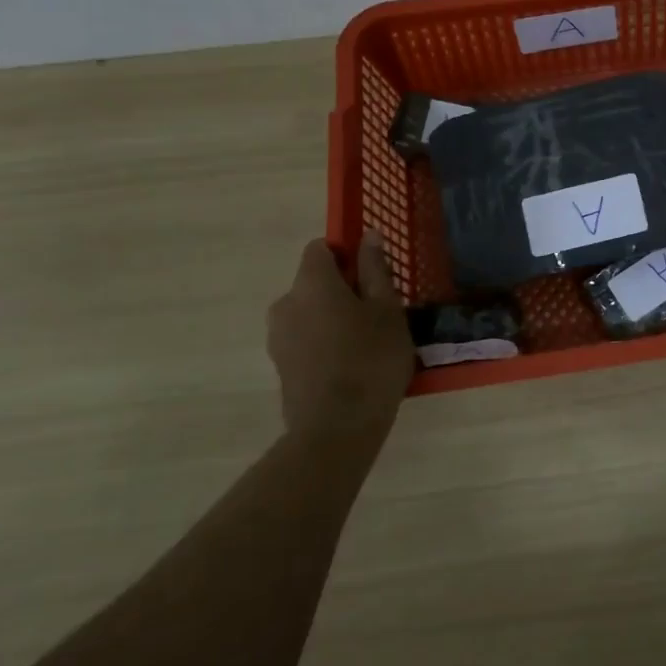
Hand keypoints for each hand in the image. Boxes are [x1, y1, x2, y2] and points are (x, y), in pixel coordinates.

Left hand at [266, 233, 412, 441]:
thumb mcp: (387, 310)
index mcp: (311, 282)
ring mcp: (278, 337)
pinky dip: (324, 342)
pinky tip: (351, 364)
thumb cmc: (371, 359)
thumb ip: (376, 270)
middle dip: (343, 289)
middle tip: (379, 312)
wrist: (336, 430)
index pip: (320, 248)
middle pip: (314, 282)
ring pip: (310, 312)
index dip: (347, 253)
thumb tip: (369, 235)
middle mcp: (285, 303)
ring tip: (367, 342)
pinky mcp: (280, 366)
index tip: (373, 275)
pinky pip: (305, 339)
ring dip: (333, 317)